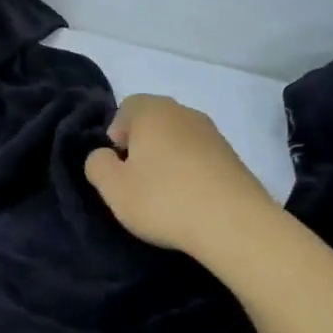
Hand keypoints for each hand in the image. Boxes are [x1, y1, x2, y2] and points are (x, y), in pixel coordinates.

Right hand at [84, 94, 277, 262]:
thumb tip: (104, 155)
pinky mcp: (233, 158)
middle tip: (137, 180)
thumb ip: (97, 164)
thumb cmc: (164, 200)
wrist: (235, 225)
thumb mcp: (113, 188)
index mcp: (152, 111)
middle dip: (141, 146)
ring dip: (167, 159)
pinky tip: (190, 200)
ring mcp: (213, 134)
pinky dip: (190, 172)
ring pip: (178, 139)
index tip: (118, 166)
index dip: (116, 134)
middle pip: (154, 121)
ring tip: (165, 194)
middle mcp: (184, 113)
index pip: (126, 107)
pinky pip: (200, 157)